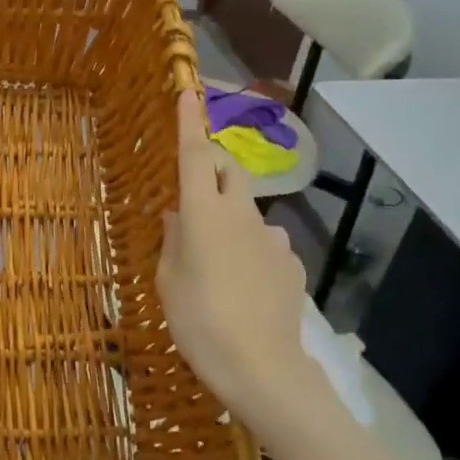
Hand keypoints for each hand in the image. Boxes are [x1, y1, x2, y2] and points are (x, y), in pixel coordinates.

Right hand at [158, 90, 316, 430]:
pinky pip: (265, 243)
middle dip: (212, 166)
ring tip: (217, 262)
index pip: (193, 156)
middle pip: (228, 171)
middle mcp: (241, 215)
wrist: (263, 369)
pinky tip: (245, 286)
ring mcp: (271, 238)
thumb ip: (173, 240)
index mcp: (203, 215)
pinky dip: (251, 249)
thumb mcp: (168, 282)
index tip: (187, 91)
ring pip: (247, 211)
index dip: (188, 122)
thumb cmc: (199, 322)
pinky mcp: (291, 263)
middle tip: (193, 191)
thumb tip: (178, 214)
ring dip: (230, 218)